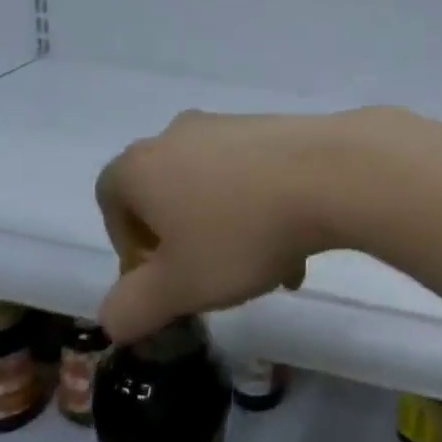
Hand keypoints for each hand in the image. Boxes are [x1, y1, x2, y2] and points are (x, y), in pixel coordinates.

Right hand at [94, 111, 340, 342]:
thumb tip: (113, 316)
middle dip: (187, 244)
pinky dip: (265, 211)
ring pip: (217, 190)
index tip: (160, 279)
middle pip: (168, 196)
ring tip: (270, 275)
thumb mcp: (179, 289)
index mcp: (143, 165)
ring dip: (232, 234)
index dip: (128, 245)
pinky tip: (298, 248)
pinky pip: (255, 176)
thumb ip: (132, 309)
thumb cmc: (241, 232)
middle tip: (214, 281)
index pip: (111, 201)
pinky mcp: (275, 126)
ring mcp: (231, 125)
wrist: (330, 174)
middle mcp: (181, 134)